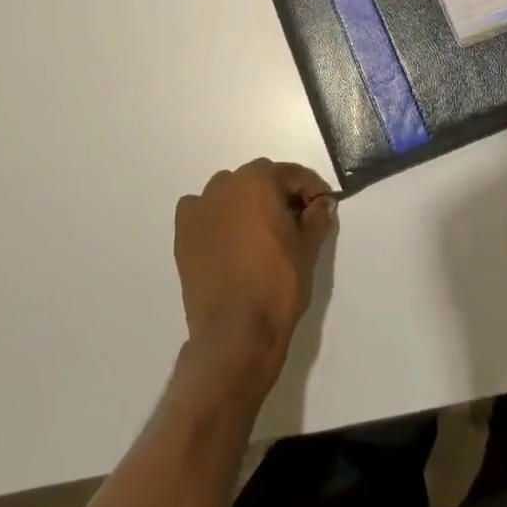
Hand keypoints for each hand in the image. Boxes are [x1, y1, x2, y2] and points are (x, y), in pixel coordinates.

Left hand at [174, 160, 336, 400]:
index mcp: (257, 181)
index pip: (290, 174)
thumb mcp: (308, 249)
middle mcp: (225, 185)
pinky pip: (203, 211)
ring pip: (229, 192)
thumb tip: (323, 203)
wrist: (234, 332)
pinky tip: (228, 238)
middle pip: (258, 179)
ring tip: (261, 231)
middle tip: (296, 220)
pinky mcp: (183, 233)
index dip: (310, 188)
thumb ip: (317, 218)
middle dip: (278, 194)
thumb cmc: (277, 284)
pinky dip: (216, 216)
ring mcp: (199, 208)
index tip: (323, 205)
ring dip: (246, 203)